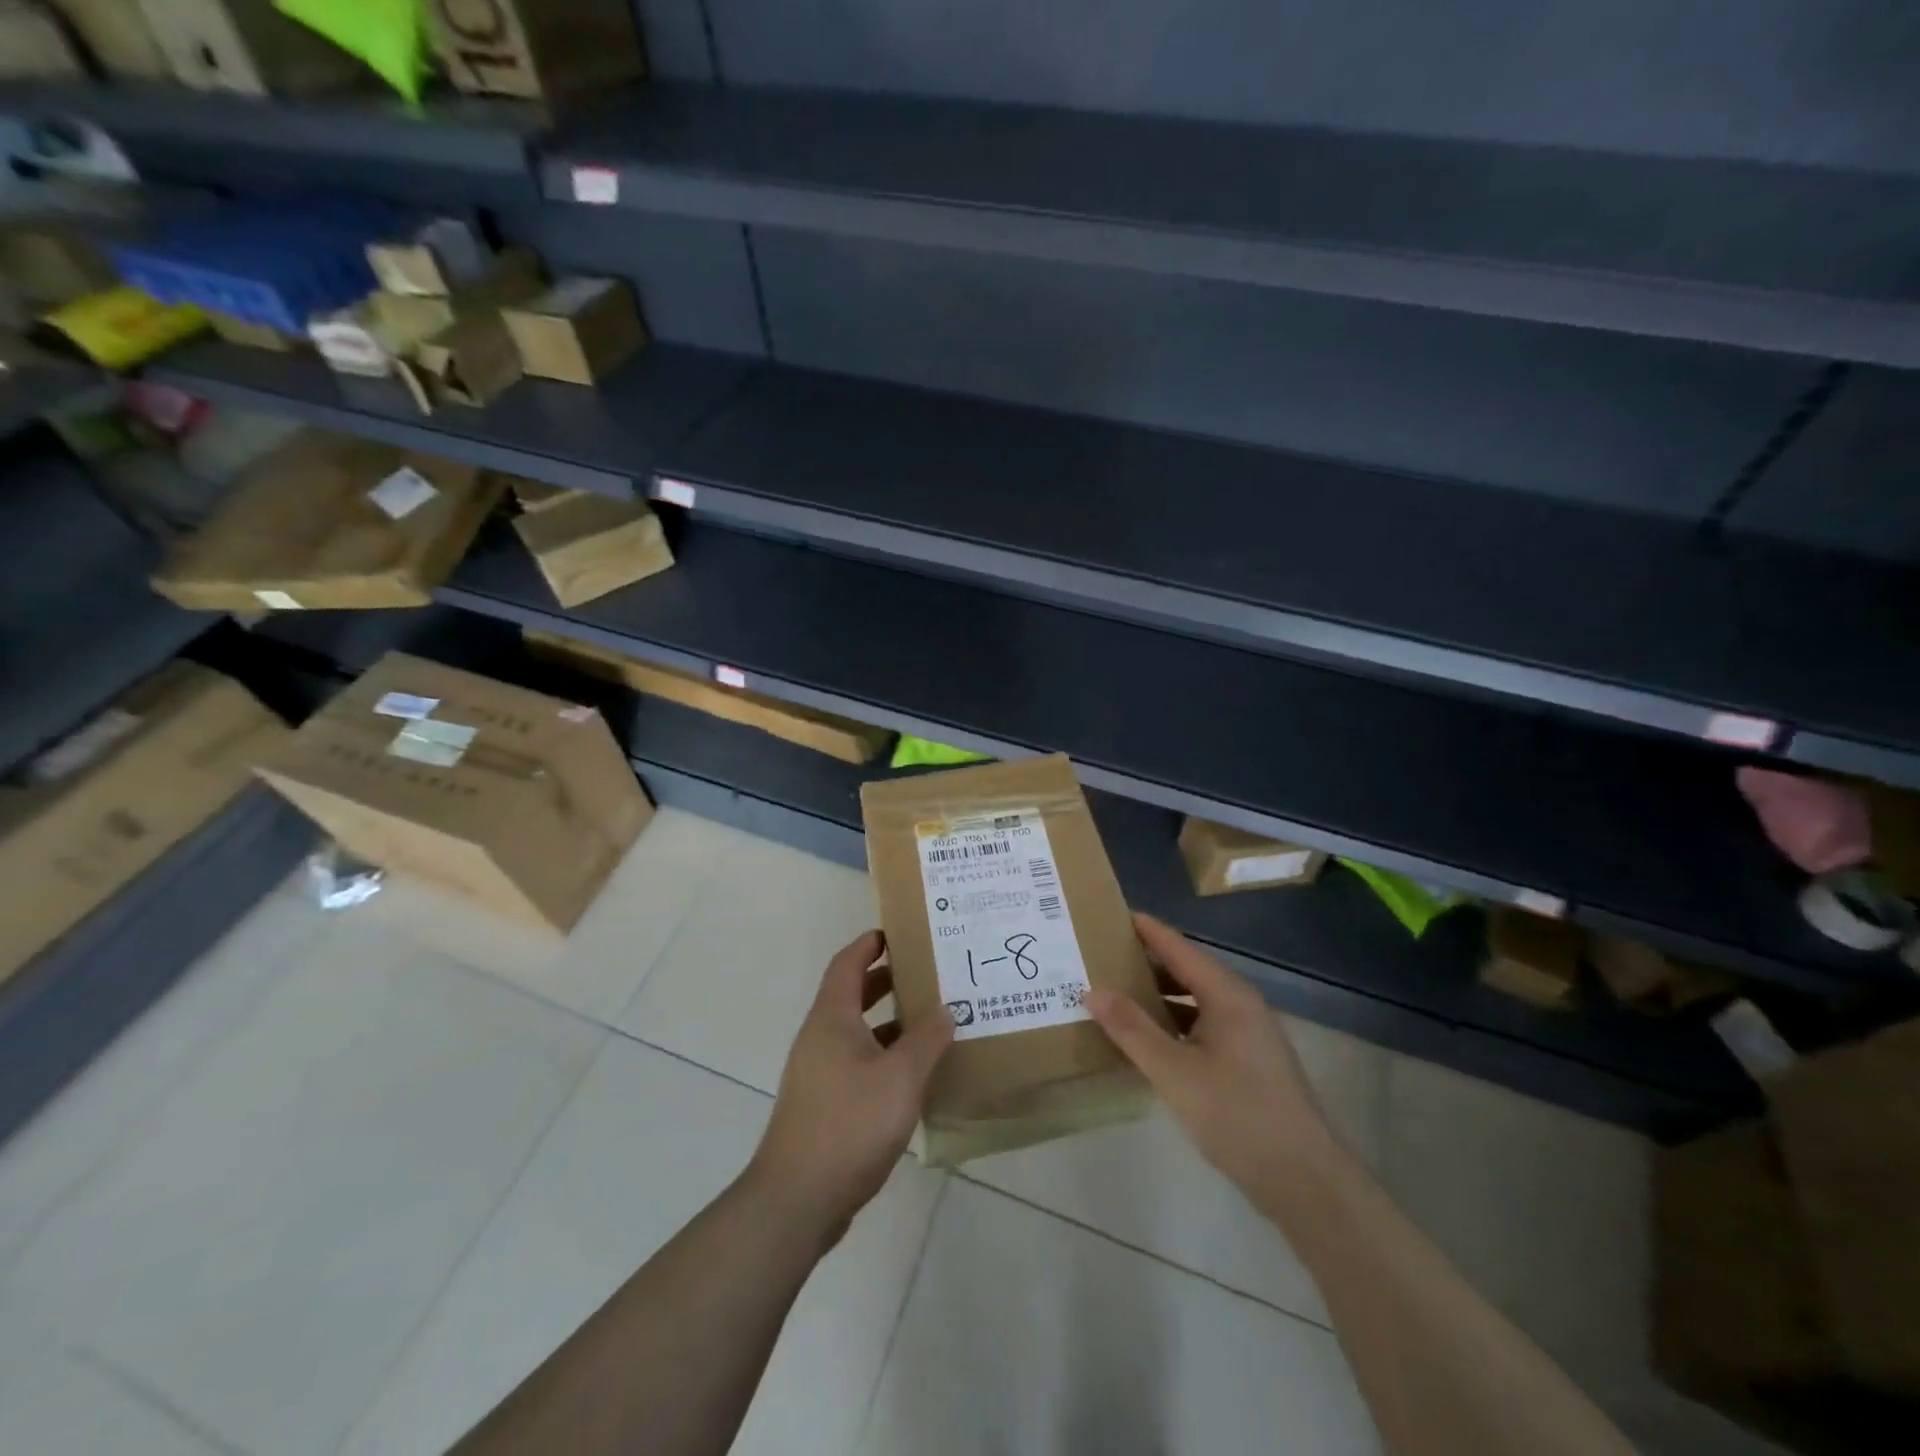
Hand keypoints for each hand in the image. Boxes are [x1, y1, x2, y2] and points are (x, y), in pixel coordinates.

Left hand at [748, 930, 952, 1245]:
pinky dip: (882, 1056)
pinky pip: (856, 1063)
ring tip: (928, 1021)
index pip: (846, 964)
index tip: (896, 933)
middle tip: (923, 974)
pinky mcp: (823, 1104)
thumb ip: (926, 1039)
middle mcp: (819, 1038)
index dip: (868, 945)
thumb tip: (946, 1009)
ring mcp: (818, 1073)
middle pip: (850, 995)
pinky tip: (912, 1075)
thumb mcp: (900, 1077)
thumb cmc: (849, 1123)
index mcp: (831, 1019)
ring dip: (887, 1022)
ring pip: (855, 1032)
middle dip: (884, 981)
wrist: (797, 1199)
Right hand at [1087, 914, 1334, 1201]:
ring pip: (1194, 1000)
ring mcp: (1247, 1033)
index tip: (1108, 914)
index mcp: (1226, 994)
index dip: (1145, 929)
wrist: (1303, 1179)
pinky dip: (1172, 1022)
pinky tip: (1146, 1038)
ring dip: (1157, 995)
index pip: (1178, 946)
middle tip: (1100, 956)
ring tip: (1114, 993)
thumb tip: (1092, 990)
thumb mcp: (1174, 1071)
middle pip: (1186, 969)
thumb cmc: (1237, 1114)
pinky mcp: (1247, 1060)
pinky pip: (1201, 1025)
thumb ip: (1131, 1029)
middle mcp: (1239, 1003)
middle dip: (1144, 962)